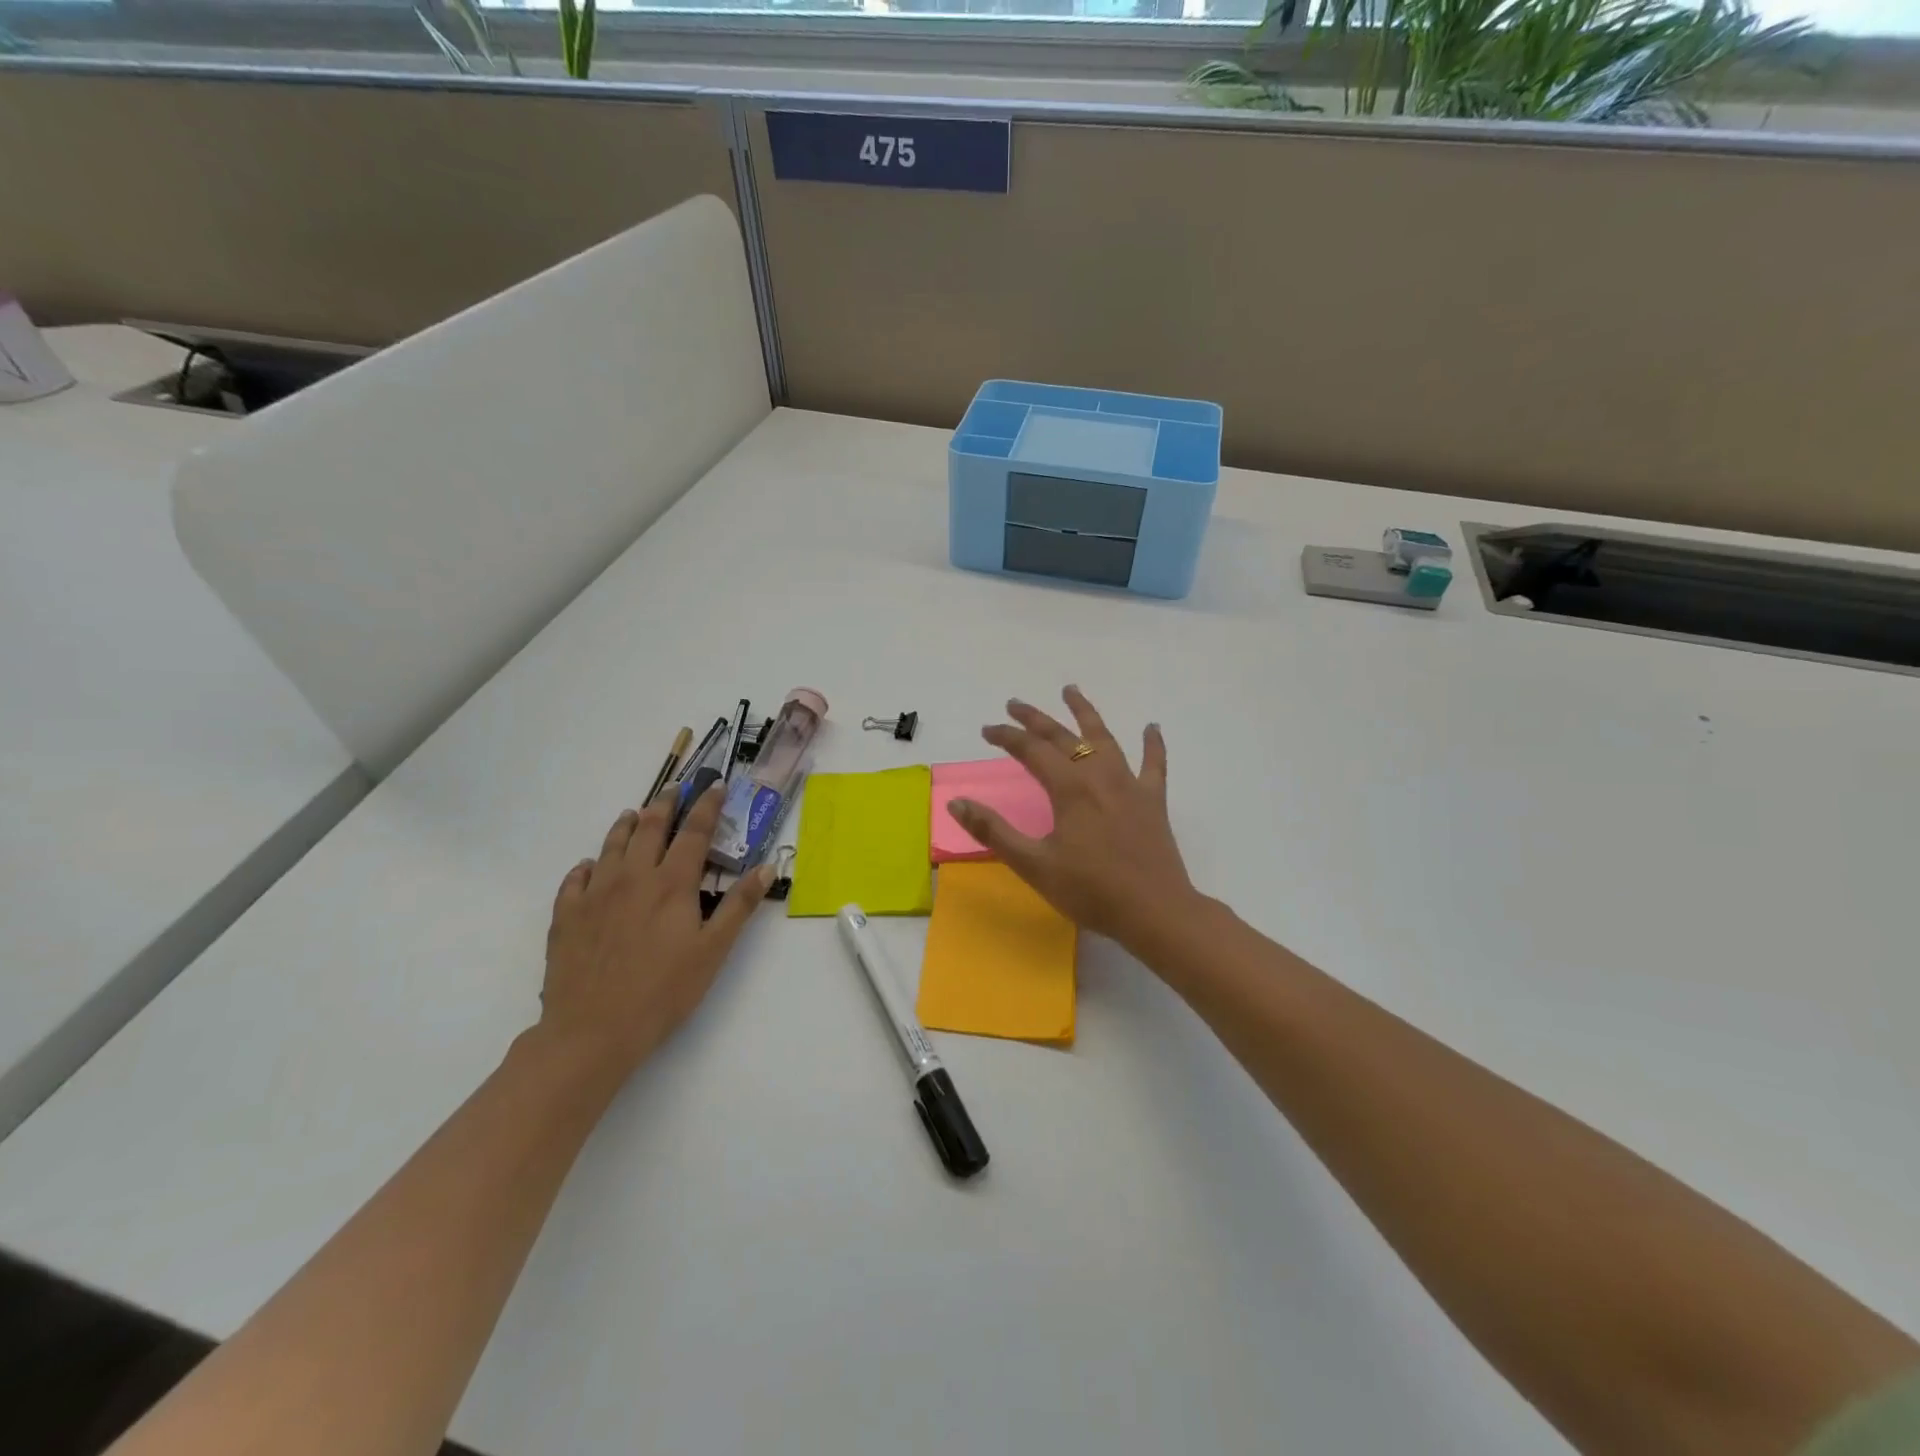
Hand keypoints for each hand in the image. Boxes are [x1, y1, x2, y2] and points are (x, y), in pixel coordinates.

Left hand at [536, 785, 772, 1082]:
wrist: (591, 1030)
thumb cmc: (663, 992)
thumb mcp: (713, 951)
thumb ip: (739, 906)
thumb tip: (767, 867)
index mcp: (672, 883)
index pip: (694, 832)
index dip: (707, 806)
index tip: (717, 786)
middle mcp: (632, 877)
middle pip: (650, 828)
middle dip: (666, 804)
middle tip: (676, 788)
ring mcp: (595, 894)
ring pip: (611, 845)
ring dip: (626, 824)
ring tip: (634, 813)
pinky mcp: (567, 915)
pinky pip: (576, 877)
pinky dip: (588, 864)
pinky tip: (590, 866)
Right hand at [950, 686, 1200, 958]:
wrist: (1154, 911)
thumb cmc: (1090, 891)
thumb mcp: (1033, 864)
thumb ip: (994, 831)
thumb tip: (957, 802)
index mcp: (1069, 788)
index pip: (1031, 750)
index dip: (1007, 736)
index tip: (988, 730)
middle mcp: (1099, 776)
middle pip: (1064, 736)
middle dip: (1036, 718)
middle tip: (1015, 704)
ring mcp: (1130, 785)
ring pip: (1105, 738)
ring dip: (1085, 713)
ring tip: (1071, 691)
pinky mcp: (1153, 801)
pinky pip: (1154, 764)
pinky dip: (1153, 744)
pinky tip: (1152, 727)